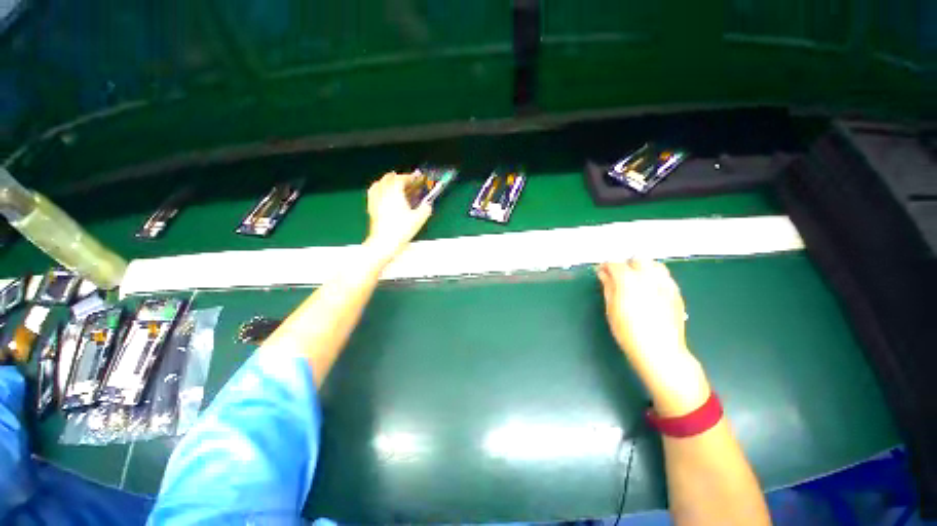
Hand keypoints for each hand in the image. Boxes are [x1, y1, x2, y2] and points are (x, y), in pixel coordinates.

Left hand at [364, 172, 432, 261]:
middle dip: (398, 177)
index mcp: (395, 193)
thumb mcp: (419, 219)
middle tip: (406, 180)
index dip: (409, 176)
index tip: (416, 177)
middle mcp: (384, 194)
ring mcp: (376, 201)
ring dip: (386, 181)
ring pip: (378, 184)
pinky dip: (377, 189)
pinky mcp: (371, 209)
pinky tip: (380, 193)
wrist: (384, 242)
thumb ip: (425, 209)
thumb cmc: (400, 230)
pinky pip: (372, 193)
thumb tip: (428, 205)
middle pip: (388, 178)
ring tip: (392, 182)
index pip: (401, 179)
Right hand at [597, 259, 708, 415]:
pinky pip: (665, 276)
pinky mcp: (676, 292)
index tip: (601, 273)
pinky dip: (655, 277)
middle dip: (626, 264)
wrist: (660, 350)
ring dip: (643, 268)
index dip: (605, 266)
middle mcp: (648, 276)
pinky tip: (650, 291)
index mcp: (628, 279)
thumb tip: (603, 274)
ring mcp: (665, 283)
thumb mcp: (611, 308)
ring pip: (654, 264)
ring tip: (637, 282)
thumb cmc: (628, 331)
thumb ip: (608, 287)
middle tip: (619, 277)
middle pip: (637, 258)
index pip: (614, 263)